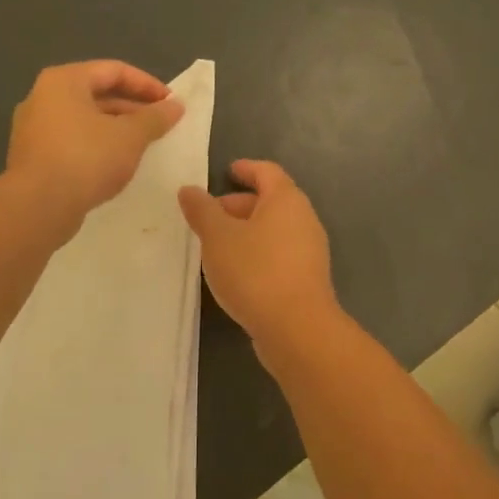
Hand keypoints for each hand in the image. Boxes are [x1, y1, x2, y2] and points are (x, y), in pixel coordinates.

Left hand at [6, 61, 184, 227]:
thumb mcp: (130, 136)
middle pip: (97, 93)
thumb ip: (155, 117)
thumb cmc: (86, 159)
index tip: (171, 103)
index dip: (147, 84)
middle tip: (161, 124)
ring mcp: (34, 128)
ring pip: (85, 119)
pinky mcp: (34, 156)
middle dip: (133, 108)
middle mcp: (44, 97)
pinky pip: (73, 141)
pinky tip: (117, 164)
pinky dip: (98, 145)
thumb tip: (176, 106)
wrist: (37, 207)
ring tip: (144, 144)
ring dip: (117, 128)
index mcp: (64, 81)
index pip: (114, 70)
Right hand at [179, 160, 338, 348]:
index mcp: (286, 200)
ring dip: (245, 232)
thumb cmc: (255, 271)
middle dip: (239, 205)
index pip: (267, 172)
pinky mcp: (306, 278)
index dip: (246, 169)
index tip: (228, 171)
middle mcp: (304, 219)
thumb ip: (202, 211)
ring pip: (273, 230)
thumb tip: (189, 190)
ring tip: (215, 246)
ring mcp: (309, 251)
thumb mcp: (218, 237)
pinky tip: (235, 272)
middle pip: (270, 201)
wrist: (297, 329)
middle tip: (209, 216)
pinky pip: (278, 253)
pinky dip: (256, 253)